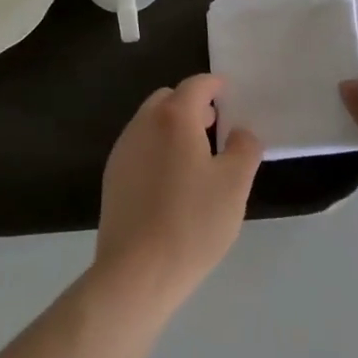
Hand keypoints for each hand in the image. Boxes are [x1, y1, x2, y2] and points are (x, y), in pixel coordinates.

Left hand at [93, 73, 262, 316]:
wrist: (136, 272)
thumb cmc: (192, 222)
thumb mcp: (234, 185)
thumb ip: (244, 149)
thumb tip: (241, 132)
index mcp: (174, 117)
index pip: (196, 85)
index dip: (214, 85)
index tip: (228, 91)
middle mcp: (143, 124)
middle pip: (168, 99)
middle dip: (192, 104)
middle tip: (214, 124)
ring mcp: (123, 150)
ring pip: (151, 122)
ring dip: (173, 126)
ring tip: (196, 154)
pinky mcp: (113, 177)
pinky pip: (139, 147)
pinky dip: (158, 147)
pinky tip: (172, 181)